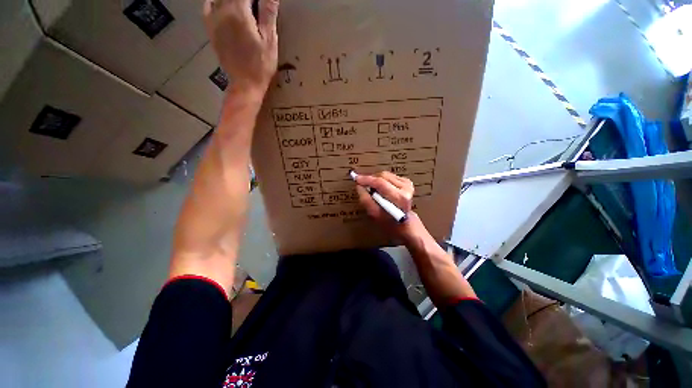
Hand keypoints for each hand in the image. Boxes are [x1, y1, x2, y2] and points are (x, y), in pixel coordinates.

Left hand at [203, 0, 279, 93]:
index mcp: (238, 11)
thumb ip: (268, 13)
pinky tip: (223, 6)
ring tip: (244, 8)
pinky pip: (208, 6)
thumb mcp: (269, 40)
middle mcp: (221, 10)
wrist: (245, 84)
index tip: (263, 3)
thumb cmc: (261, 65)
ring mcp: (213, 19)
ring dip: (233, 2)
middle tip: (255, 8)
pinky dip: (215, 1)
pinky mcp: (210, 28)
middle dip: (246, 0)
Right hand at [355, 171, 428, 243]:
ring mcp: (407, 184)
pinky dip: (382, 180)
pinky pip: (389, 176)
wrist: (403, 223)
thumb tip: (359, 186)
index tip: (356, 178)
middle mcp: (405, 189)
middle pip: (382, 176)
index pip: (380, 182)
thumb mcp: (374, 214)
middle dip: (370, 179)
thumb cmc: (388, 221)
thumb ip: (365, 199)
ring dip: (376, 180)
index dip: (366, 179)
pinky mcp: (407, 182)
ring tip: (372, 189)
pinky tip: (381, 189)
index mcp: (399, 197)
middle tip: (363, 185)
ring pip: (385, 175)